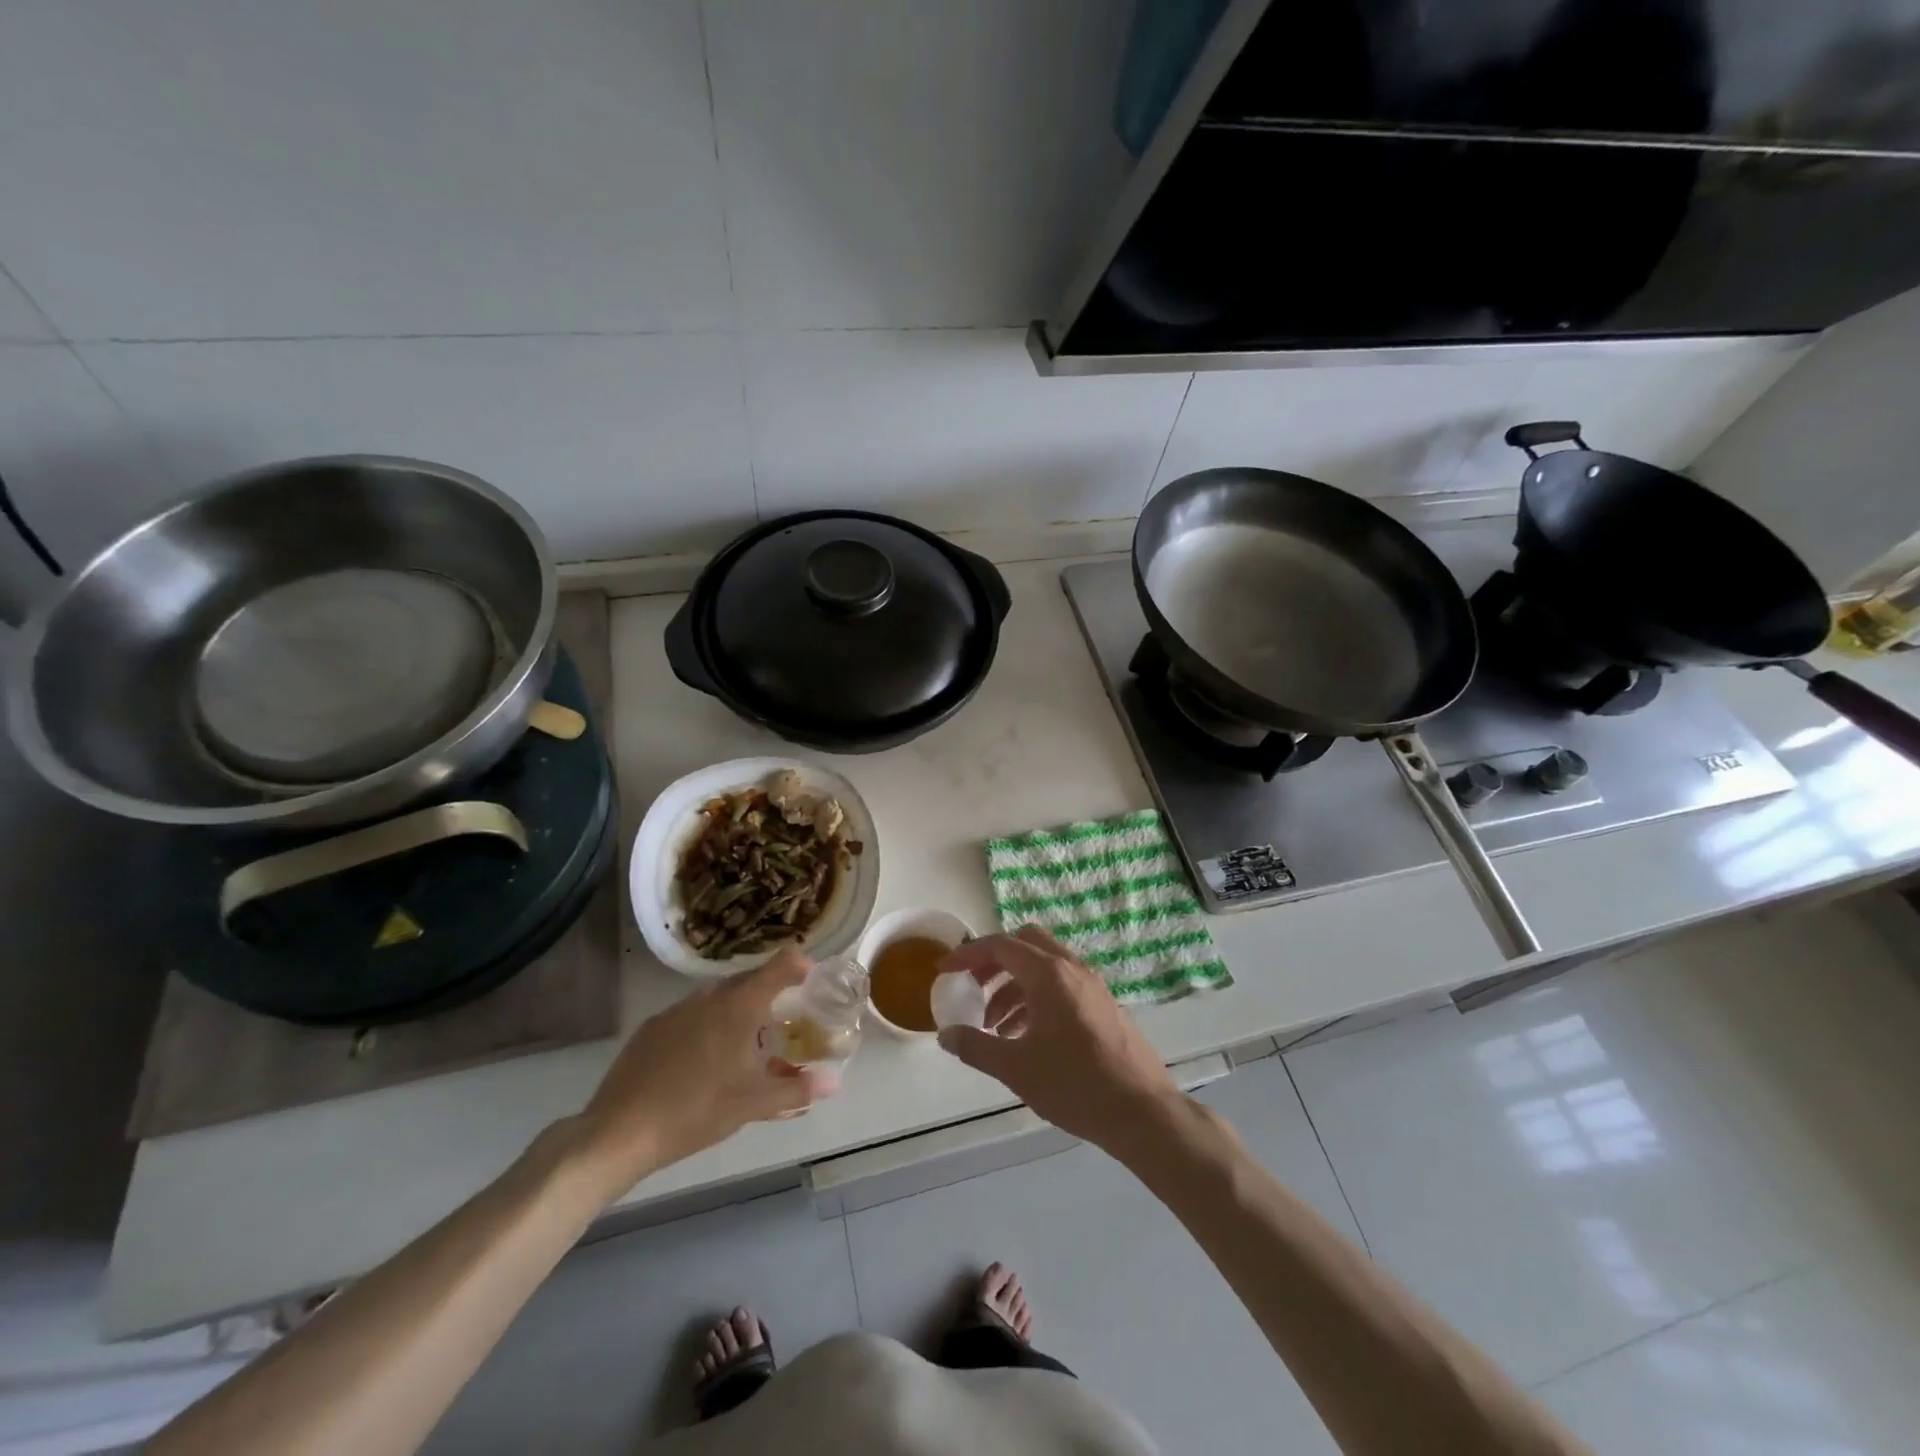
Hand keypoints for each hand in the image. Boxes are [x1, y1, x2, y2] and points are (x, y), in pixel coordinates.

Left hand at [572, 948, 823, 1200]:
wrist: (618, 1132)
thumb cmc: (696, 1112)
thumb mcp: (752, 1104)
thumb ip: (796, 1089)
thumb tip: (834, 1081)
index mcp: (739, 1007)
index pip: (780, 966)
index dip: (800, 964)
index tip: (812, 977)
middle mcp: (710, 997)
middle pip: (748, 981)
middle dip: (769, 993)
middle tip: (782, 1019)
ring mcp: (676, 1010)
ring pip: (717, 999)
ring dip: (736, 1011)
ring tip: (743, 1044)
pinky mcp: (651, 1028)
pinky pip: (690, 1016)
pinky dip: (706, 1026)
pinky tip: (702, 1061)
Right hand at [937, 927, 1178, 1151]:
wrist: (1142, 1112)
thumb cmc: (1075, 1085)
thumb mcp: (1016, 1069)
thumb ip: (976, 1047)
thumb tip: (946, 1035)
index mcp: (1049, 974)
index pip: (1001, 946)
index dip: (968, 954)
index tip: (945, 970)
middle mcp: (1072, 969)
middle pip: (1025, 944)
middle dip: (994, 961)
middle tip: (973, 988)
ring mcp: (1092, 985)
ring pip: (1045, 966)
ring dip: (1014, 985)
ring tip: (995, 1027)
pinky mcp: (1104, 1005)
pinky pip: (1062, 985)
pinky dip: (1037, 998)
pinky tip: (1027, 1036)